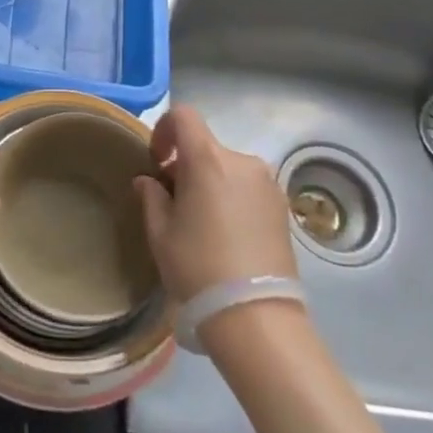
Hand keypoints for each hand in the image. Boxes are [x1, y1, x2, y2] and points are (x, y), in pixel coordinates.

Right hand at [134, 104, 295, 303]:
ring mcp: (268, 183)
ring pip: (228, 168)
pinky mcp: (283, 207)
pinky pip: (248, 187)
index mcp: (208, 159)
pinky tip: (227, 234)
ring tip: (203, 222)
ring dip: (211, 182)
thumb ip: (151, 197)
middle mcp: (242, 161)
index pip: (184, 116)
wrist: (256, 316)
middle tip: (174, 202)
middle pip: (206, 146)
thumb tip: (149, 181)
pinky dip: (233, 197)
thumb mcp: (160, 233)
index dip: (164, 130)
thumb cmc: (198, 267)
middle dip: (186, 165)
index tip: (157, 161)